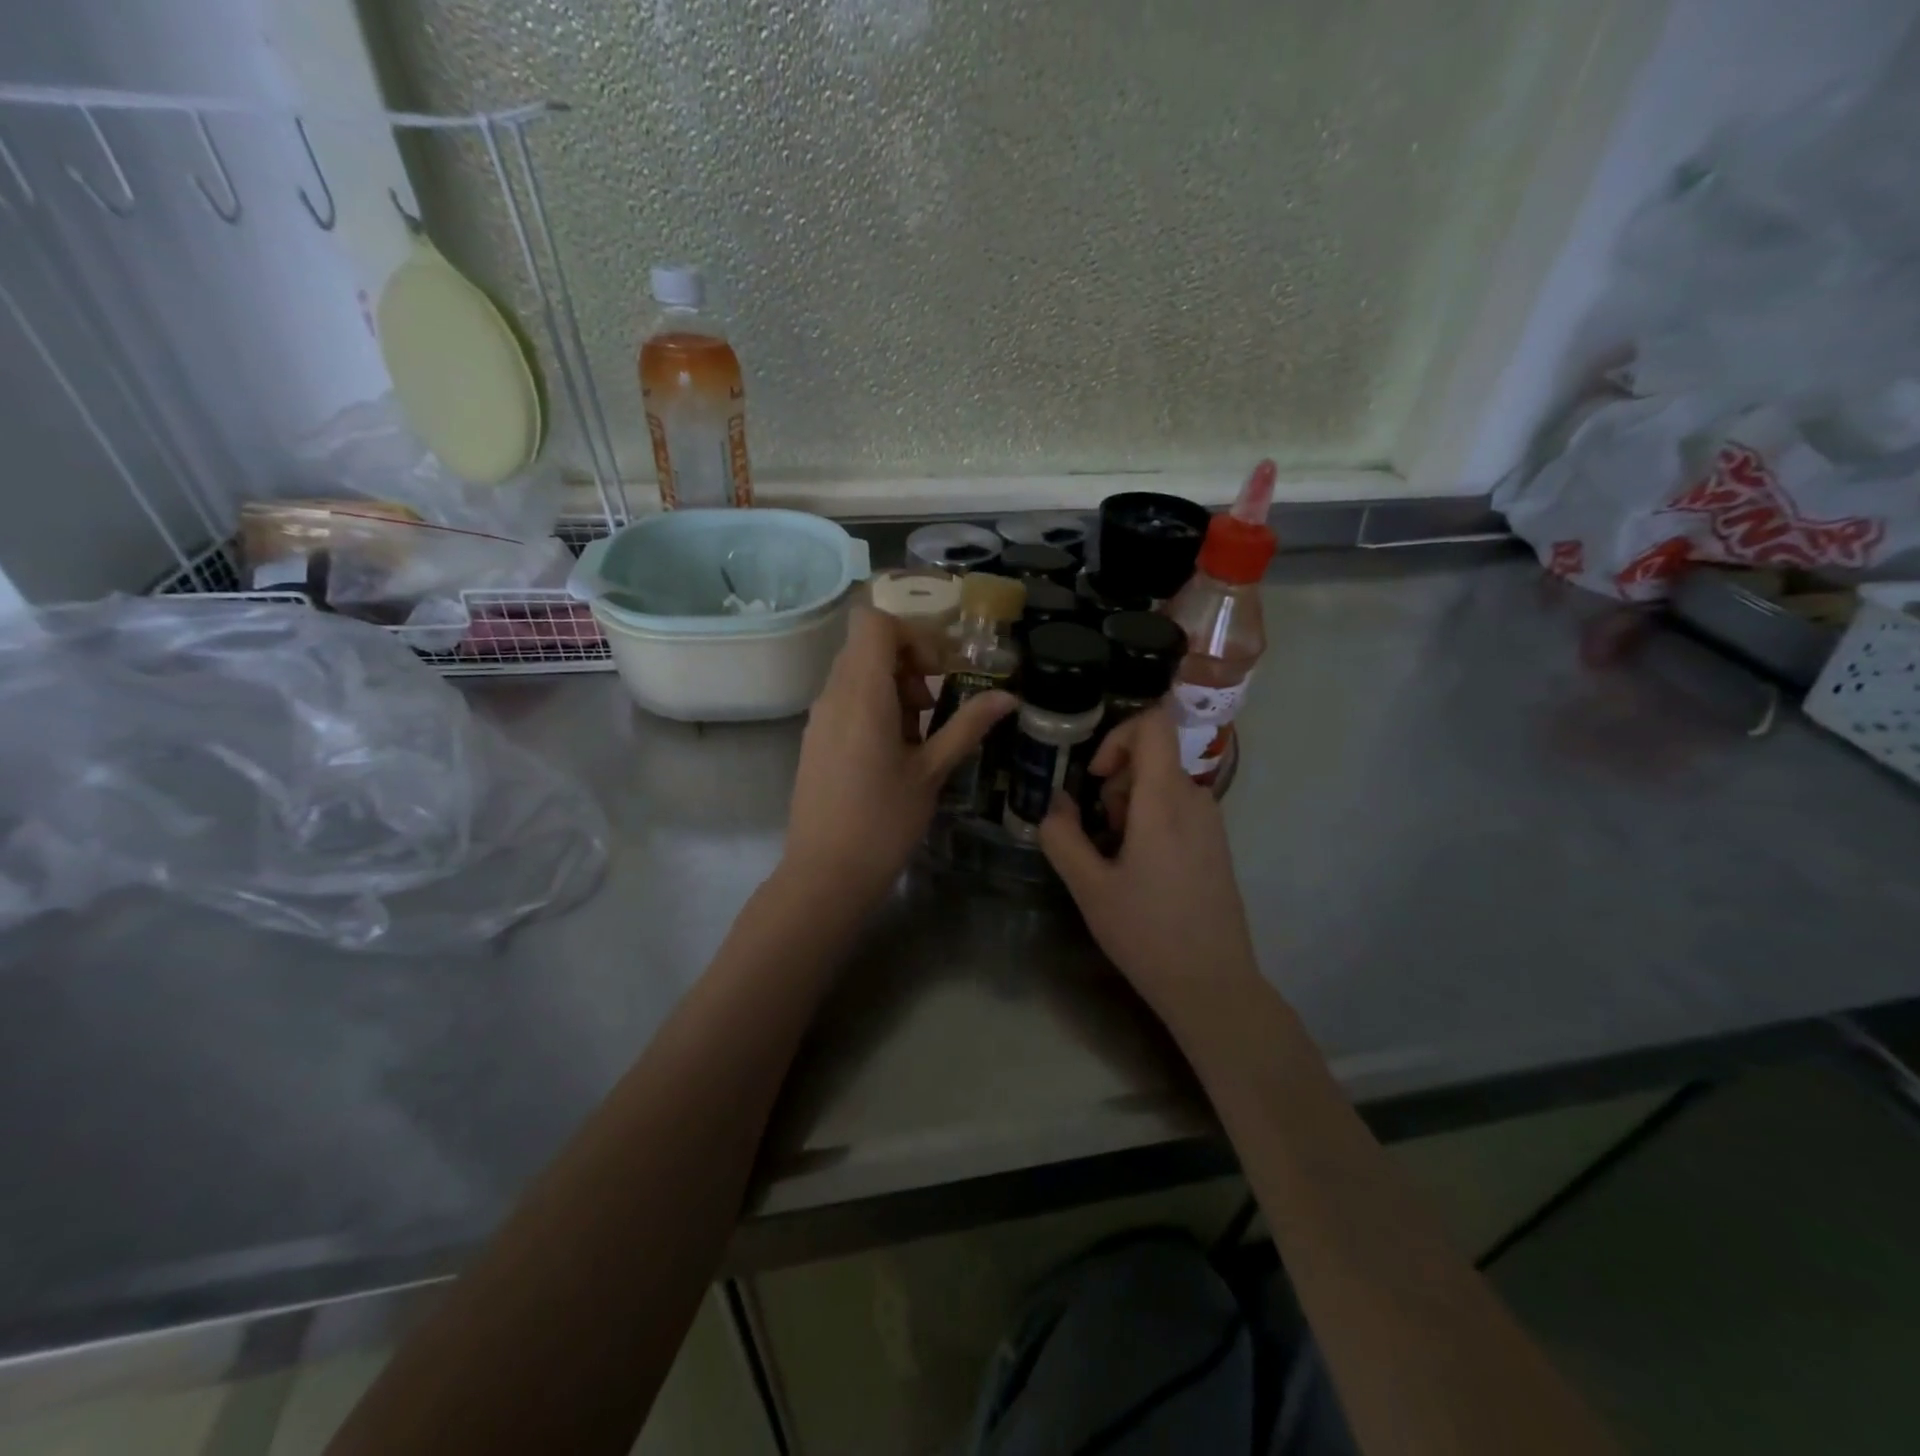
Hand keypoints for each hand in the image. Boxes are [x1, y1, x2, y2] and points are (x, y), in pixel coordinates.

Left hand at [783, 606, 1013, 904]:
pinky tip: (893, 754)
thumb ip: (967, 726)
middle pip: (867, 645)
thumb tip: (1008, 697)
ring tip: (917, 736)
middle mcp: (833, 695)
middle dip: (908, 663)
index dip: (912, 634)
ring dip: (893, 688)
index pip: (874, 622)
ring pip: (856, 673)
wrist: (825, 874)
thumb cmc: (883, 822)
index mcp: (861, 693)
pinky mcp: (815, 740)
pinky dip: (874, 708)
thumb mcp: (931, 772)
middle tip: (932, 706)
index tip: (938, 671)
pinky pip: (845, 701)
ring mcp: (819, 718)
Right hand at [1038, 706, 1259, 1017]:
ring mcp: (1211, 822)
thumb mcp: (1090, 888)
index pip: (1153, 725)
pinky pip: (1178, 806)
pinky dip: (1151, 818)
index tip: (1095, 778)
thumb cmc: (1147, 933)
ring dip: (1131, 804)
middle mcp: (1195, 799)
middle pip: (1153, 755)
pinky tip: (1141, 868)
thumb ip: (1062, 837)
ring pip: (1163, 782)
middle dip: (1116, 781)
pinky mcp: (1216, 843)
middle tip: (1101, 831)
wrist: (1212, 984)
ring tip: (1117, 855)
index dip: (1117, 736)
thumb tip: (1054, 802)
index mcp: (1164, 802)